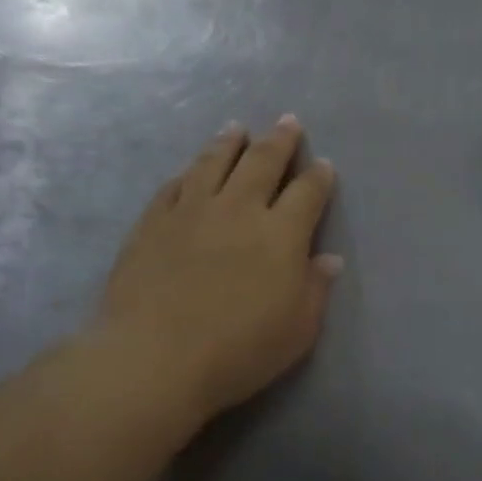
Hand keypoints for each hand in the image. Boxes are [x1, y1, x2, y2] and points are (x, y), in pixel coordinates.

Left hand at [88, 116, 340, 430]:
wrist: (155, 359)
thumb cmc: (239, 349)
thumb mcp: (298, 329)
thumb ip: (316, 288)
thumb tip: (329, 259)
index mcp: (281, 233)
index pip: (307, 192)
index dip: (319, 176)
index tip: (324, 165)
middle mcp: (239, 209)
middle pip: (263, 162)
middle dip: (280, 140)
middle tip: (288, 121)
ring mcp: (192, 212)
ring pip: (214, 163)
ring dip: (229, 143)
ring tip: (237, 128)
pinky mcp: (152, 223)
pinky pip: (173, 186)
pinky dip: (187, 173)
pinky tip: (189, 169)